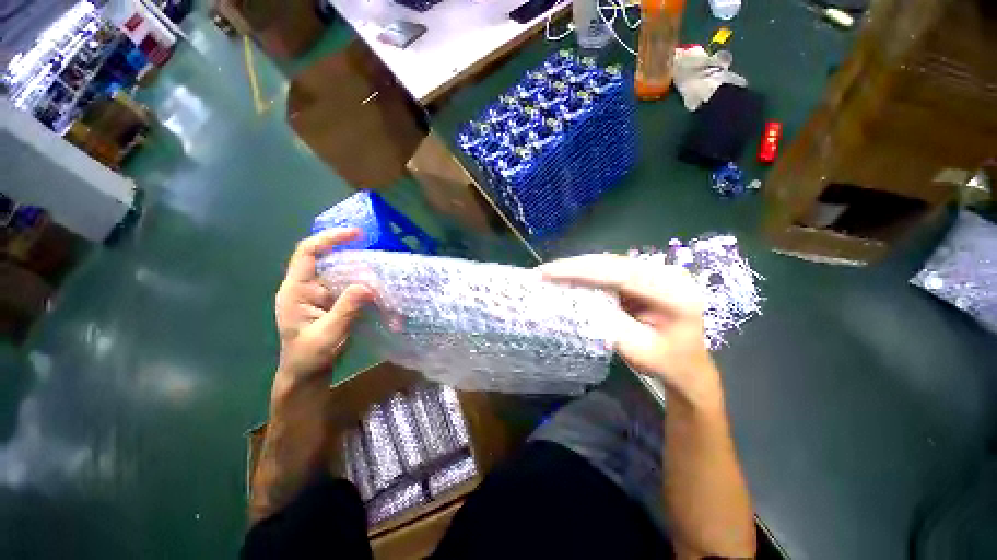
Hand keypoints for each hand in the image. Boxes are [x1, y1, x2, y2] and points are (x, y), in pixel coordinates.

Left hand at [275, 229, 372, 382]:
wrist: (307, 374)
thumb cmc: (309, 356)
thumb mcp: (328, 334)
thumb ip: (346, 309)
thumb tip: (368, 285)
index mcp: (296, 290)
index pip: (308, 253)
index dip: (330, 239)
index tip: (356, 235)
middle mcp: (308, 287)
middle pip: (331, 260)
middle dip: (356, 258)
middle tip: (379, 262)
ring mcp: (322, 295)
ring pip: (345, 275)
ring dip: (366, 277)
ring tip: (385, 282)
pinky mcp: (334, 302)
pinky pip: (353, 288)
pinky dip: (368, 291)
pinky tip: (382, 298)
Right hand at [540, 254, 719, 402]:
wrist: (687, 365)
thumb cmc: (665, 362)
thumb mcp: (636, 349)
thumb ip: (607, 321)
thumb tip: (573, 299)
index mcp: (674, 292)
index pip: (620, 273)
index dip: (580, 271)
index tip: (548, 273)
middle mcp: (667, 273)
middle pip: (612, 263)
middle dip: (574, 267)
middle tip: (542, 272)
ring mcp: (656, 271)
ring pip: (608, 263)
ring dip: (578, 269)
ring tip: (550, 274)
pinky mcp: (644, 276)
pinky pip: (610, 270)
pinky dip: (586, 274)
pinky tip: (568, 278)